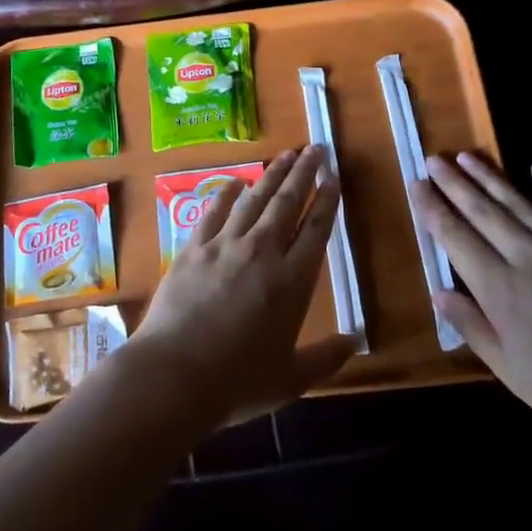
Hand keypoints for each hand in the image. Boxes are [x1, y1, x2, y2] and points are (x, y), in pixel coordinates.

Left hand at [131, 146, 358, 427]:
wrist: (175, 373)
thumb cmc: (239, 382)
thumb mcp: (292, 378)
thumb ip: (327, 357)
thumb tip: (356, 341)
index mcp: (292, 281)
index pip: (316, 230)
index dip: (326, 201)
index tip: (333, 178)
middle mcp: (262, 252)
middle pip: (288, 202)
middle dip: (304, 173)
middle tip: (315, 149)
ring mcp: (225, 245)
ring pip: (255, 199)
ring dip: (272, 175)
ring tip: (286, 155)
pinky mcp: (193, 248)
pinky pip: (214, 211)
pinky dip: (226, 193)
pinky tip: (235, 181)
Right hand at [411, 155, 531, 462]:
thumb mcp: (508, 370)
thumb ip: (472, 326)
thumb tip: (438, 292)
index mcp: (499, 289)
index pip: (455, 238)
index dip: (433, 210)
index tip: (415, 185)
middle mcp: (527, 258)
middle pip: (482, 213)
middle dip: (454, 184)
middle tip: (434, 160)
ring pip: (520, 205)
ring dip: (490, 178)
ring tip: (467, 156)